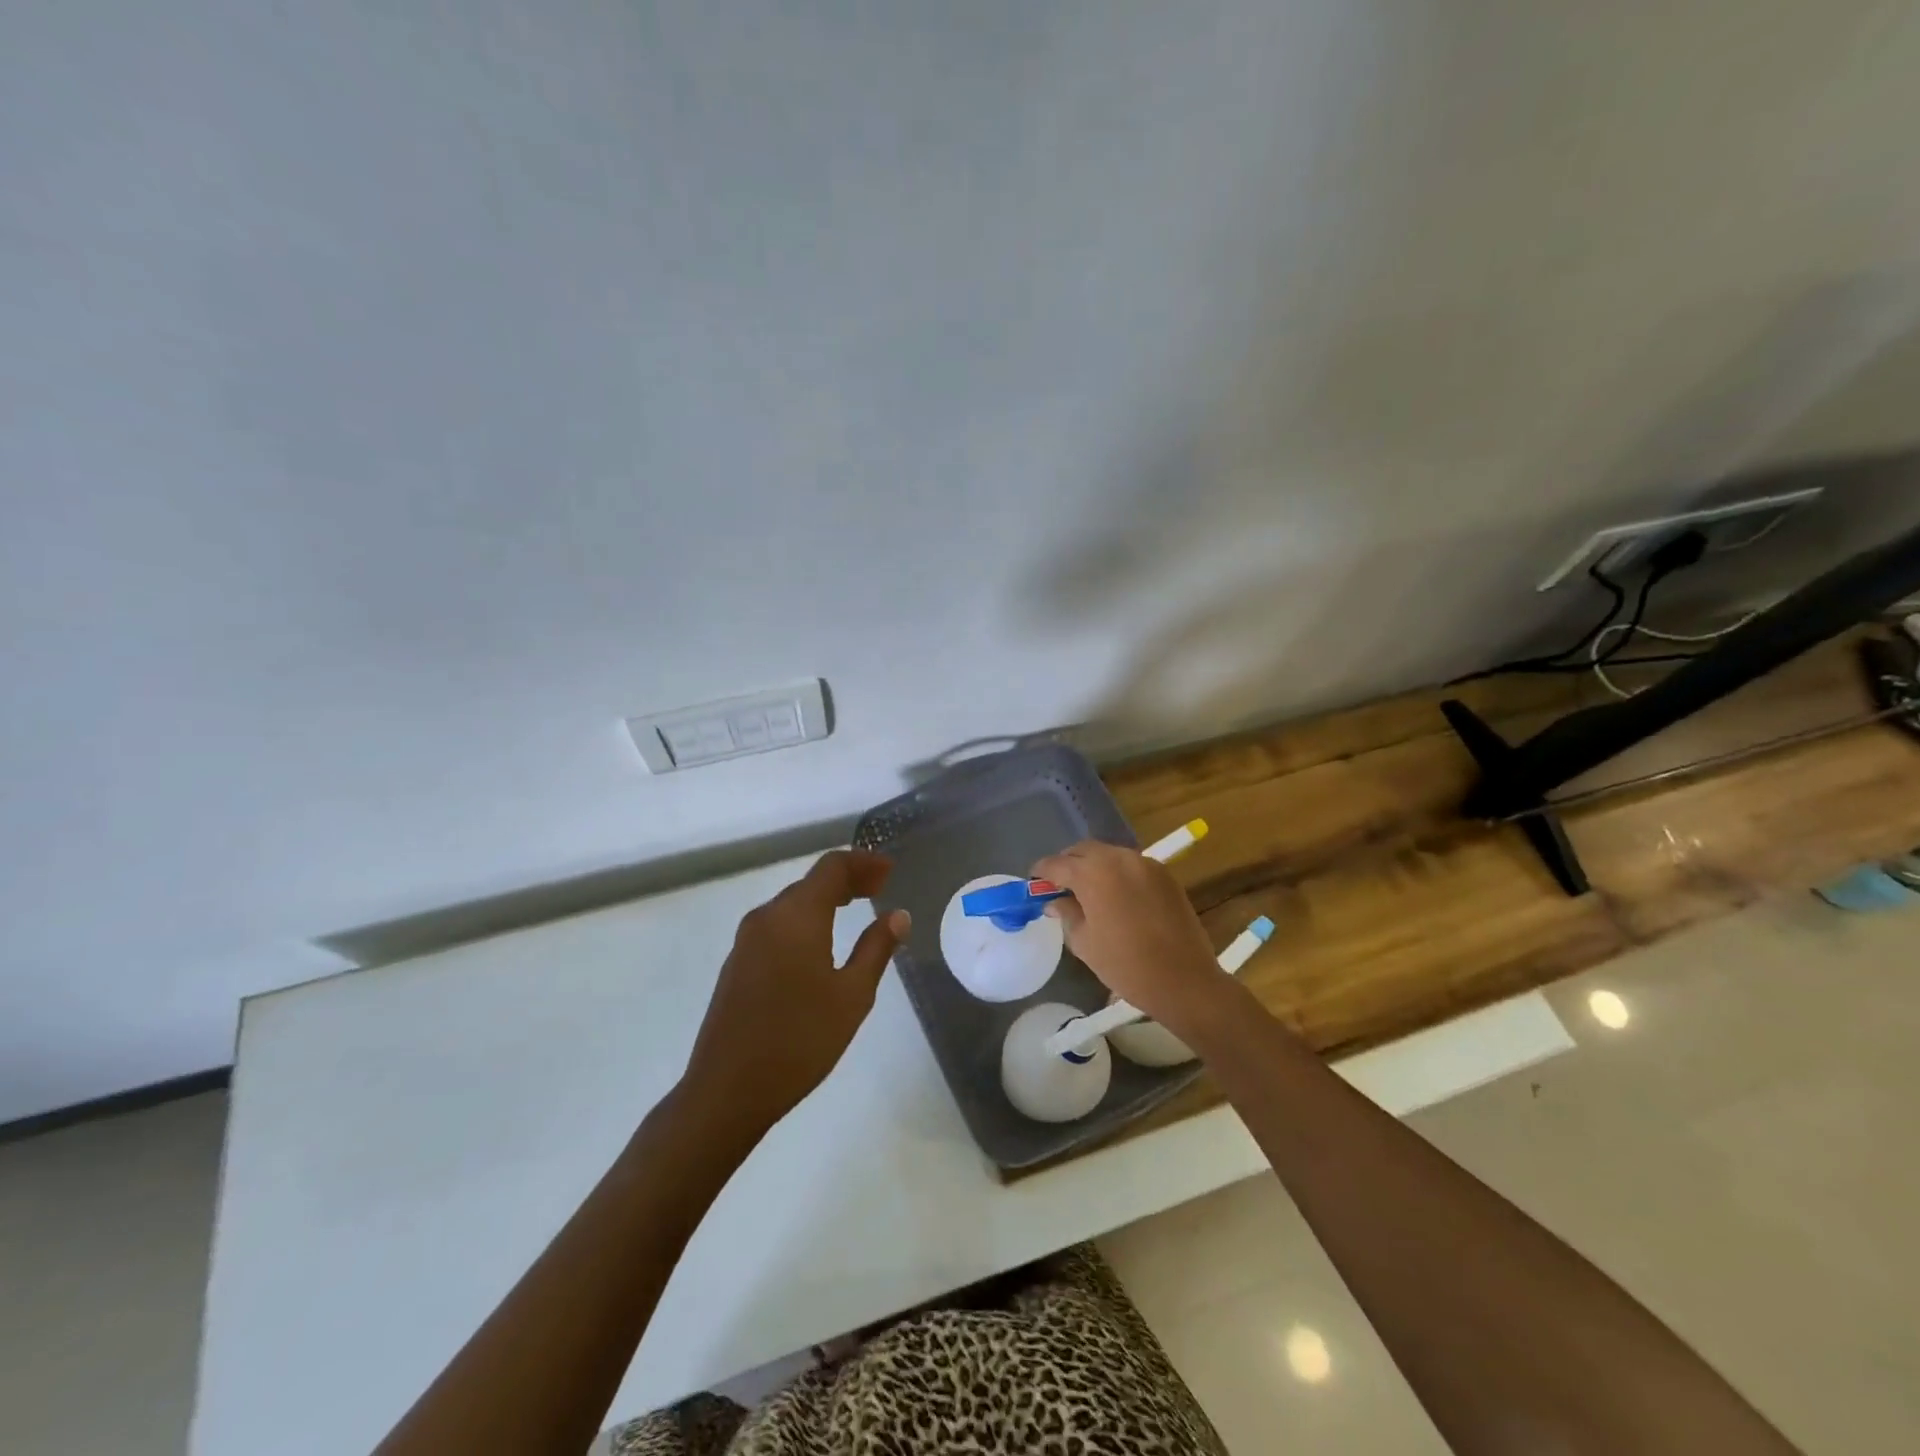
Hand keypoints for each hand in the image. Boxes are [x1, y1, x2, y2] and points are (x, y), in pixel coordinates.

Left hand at [683, 850, 909, 1135]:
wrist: (727, 1091)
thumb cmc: (799, 1040)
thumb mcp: (852, 996)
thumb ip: (877, 948)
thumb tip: (898, 915)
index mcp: (796, 916)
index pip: (832, 867)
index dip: (863, 862)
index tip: (890, 870)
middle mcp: (767, 917)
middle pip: (811, 881)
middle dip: (848, 879)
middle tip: (881, 888)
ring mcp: (746, 940)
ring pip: (793, 902)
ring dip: (826, 898)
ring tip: (856, 908)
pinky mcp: (737, 962)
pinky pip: (778, 924)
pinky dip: (806, 919)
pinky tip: (820, 941)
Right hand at [1031, 840, 1233, 1037]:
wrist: (1184, 980)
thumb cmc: (1126, 965)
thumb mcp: (1084, 943)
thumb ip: (1066, 914)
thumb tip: (1055, 901)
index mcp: (1093, 873)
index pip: (1056, 864)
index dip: (1041, 874)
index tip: (1034, 885)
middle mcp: (1118, 858)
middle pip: (1083, 851)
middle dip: (1067, 864)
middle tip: (1059, 887)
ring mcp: (1144, 863)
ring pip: (1108, 855)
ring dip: (1093, 867)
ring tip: (1087, 891)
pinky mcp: (1164, 874)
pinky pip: (1131, 864)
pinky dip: (1117, 873)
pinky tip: (1115, 896)